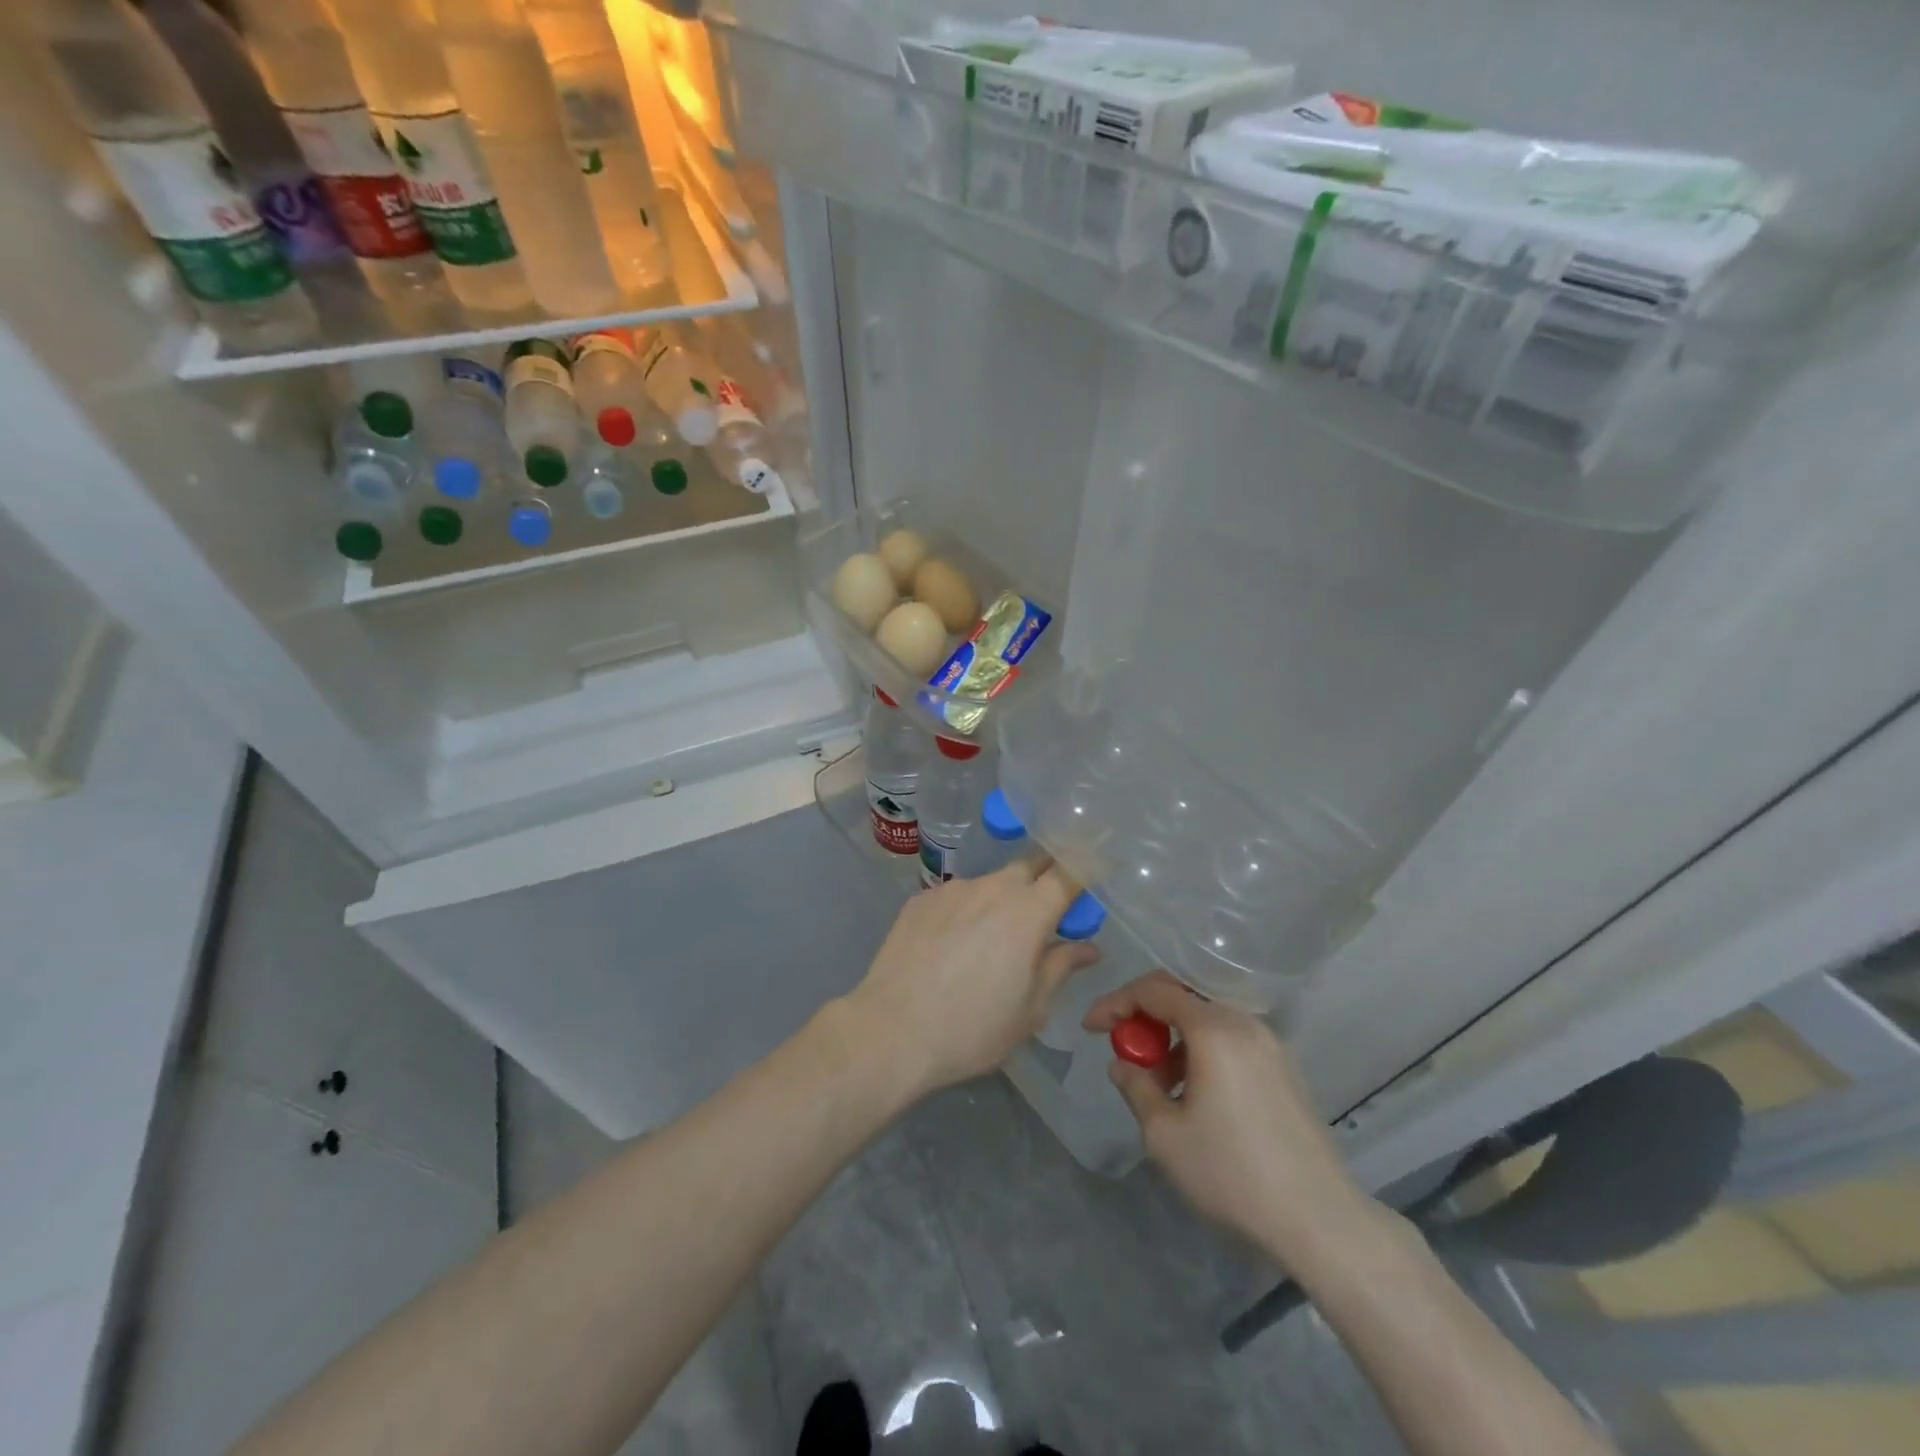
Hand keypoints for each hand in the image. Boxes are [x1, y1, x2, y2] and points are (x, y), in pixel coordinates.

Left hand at [845, 860, 1099, 1098]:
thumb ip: (1060, 967)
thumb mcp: (1031, 1009)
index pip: (1068, 871)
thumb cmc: (972, 1028)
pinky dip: (966, 911)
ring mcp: (952, 889)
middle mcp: (992, 887)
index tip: (1093, 874)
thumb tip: (1087, 946)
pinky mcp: (920, 899)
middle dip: (1045, 878)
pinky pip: (956, 896)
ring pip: (990, 882)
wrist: (891, 1031)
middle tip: (1047, 909)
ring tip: (990, 940)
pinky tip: (952, 945)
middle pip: (1029, 865)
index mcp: (1028, 912)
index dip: (1085, 868)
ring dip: (1002, 899)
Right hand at [1084, 972, 1371, 1261]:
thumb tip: (1123, 1065)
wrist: (1320, 1219)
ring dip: (1173, 1037)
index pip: (1154, 991)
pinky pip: (1230, 1039)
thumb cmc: (1233, 1172)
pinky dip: (1201, 1050)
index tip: (1091, 1028)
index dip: (1115, 1002)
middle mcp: (1244, 1023)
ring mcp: (1269, 1044)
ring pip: (1207, 1019)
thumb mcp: (1165, 1135)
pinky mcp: (1283, 1068)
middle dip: (1144, 1015)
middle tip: (1124, 1048)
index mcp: (1214, 1029)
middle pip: (1183, 995)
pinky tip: (1194, 1094)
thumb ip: (1136, 1088)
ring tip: (1157, 1083)